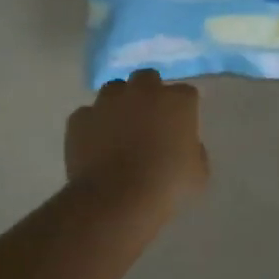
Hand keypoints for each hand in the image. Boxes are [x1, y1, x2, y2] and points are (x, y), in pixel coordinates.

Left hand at [65, 70, 209, 210]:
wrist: (116, 199)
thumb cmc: (165, 185)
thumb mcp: (198, 173)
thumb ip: (194, 151)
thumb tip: (184, 146)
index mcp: (177, 101)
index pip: (185, 93)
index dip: (182, 110)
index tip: (180, 127)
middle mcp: (143, 91)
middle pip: (147, 78)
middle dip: (149, 93)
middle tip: (149, 119)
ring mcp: (108, 101)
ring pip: (114, 90)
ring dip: (118, 103)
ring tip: (118, 129)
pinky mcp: (80, 117)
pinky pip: (88, 115)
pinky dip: (92, 125)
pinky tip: (95, 145)